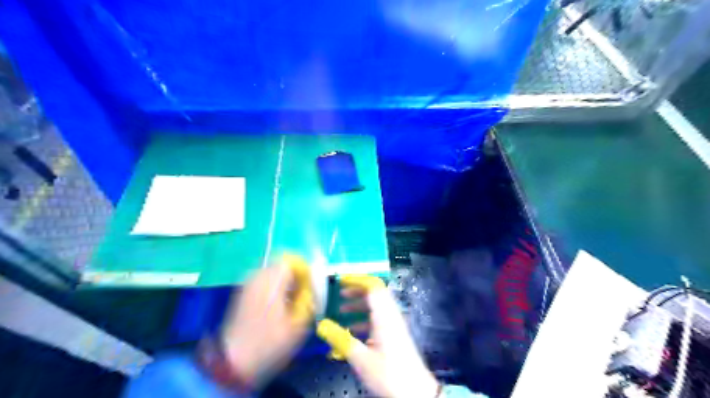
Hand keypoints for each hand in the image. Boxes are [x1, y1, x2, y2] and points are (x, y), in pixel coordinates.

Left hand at [221, 258, 310, 388]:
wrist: (233, 361)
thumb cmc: (269, 343)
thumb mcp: (298, 324)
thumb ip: (308, 300)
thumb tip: (311, 289)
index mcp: (273, 281)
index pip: (293, 260)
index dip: (305, 270)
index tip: (310, 287)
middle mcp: (258, 276)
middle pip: (282, 263)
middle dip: (295, 275)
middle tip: (302, 294)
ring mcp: (248, 283)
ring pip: (272, 271)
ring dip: (284, 280)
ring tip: (291, 301)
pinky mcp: (242, 293)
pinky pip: (263, 280)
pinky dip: (274, 286)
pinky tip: (277, 305)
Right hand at [317, 275, 439, 396]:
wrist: (416, 392)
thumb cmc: (389, 374)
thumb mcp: (361, 358)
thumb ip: (340, 339)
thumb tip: (321, 325)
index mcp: (384, 316)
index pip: (373, 286)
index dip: (358, 279)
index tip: (341, 280)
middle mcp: (391, 315)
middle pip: (375, 294)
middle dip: (357, 291)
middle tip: (340, 295)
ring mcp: (395, 325)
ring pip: (377, 306)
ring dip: (360, 305)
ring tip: (342, 310)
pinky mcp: (395, 334)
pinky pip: (379, 318)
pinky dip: (365, 318)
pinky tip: (354, 330)